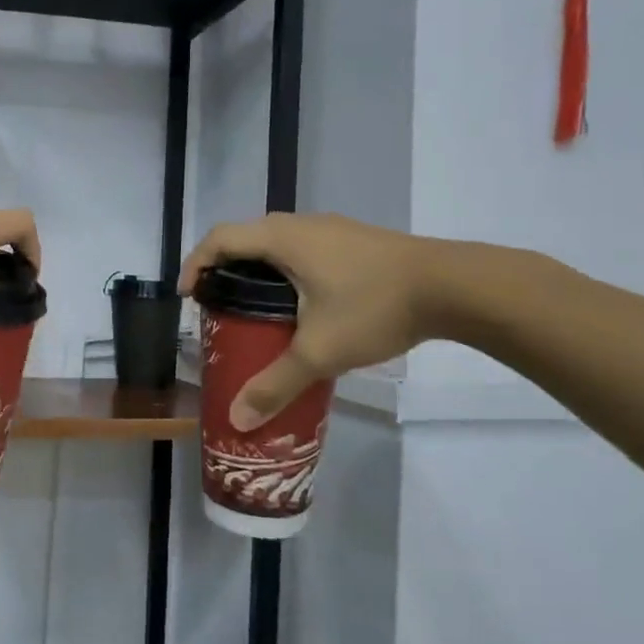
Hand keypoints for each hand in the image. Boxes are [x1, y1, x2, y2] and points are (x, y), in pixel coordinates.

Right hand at [178, 213, 436, 431]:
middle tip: (217, 305)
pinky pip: (304, 248)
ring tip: (254, 308)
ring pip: (278, 242)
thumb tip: (237, 419)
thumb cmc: (375, 307)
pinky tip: (302, 304)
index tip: (188, 296)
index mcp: (282, 239)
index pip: (220, 238)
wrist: (455, 286)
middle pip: (246, 237)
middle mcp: (302, 224)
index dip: (195, 263)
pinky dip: (286, 269)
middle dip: (223, 268)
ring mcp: (332, 229)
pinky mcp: (356, 240)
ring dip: (257, 268)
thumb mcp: (319, 351)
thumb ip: (275, 384)